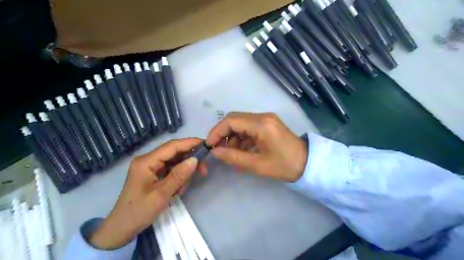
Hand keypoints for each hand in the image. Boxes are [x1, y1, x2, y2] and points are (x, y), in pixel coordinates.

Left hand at [91, 138, 206, 249]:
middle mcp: (148, 160)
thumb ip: (179, 176)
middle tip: (204, 170)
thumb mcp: (161, 195)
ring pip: (174, 162)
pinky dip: (178, 178)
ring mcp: (150, 167)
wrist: (121, 229)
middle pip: (174, 153)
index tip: (206, 145)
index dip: (190, 143)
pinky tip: (178, 190)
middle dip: (189, 160)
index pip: (172, 146)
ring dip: (183, 172)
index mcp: (146, 161)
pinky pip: (170, 170)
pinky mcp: (153, 174)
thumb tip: (195, 159)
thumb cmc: (139, 212)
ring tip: (183, 188)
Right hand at [207, 112, 306, 182]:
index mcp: (261, 124)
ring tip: (232, 154)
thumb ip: (234, 157)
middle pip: (235, 119)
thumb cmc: (285, 166)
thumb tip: (215, 151)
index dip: (217, 132)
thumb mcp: (257, 164)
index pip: (231, 121)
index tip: (209, 145)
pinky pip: (249, 127)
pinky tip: (242, 150)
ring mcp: (266, 119)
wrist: (308, 163)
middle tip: (219, 150)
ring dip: (233, 137)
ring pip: (241, 123)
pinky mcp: (268, 123)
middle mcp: (263, 116)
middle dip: (223, 134)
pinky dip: (242, 137)